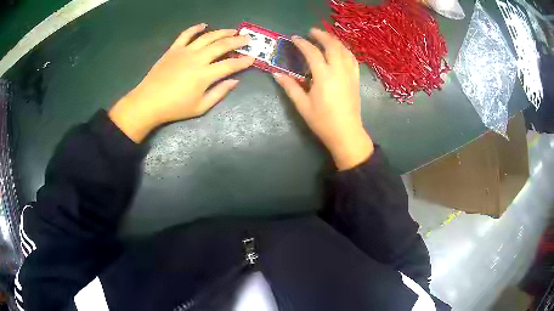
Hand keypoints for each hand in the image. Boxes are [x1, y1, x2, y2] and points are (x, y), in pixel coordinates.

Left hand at [109, 24, 253, 142]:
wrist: (148, 102)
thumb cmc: (175, 108)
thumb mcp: (200, 107)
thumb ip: (219, 93)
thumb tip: (235, 81)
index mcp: (205, 75)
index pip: (230, 65)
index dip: (244, 61)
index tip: (253, 58)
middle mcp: (198, 59)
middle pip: (222, 46)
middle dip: (238, 41)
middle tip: (247, 39)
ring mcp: (185, 51)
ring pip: (207, 37)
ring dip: (222, 32)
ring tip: (233, 31)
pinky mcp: (174, 49)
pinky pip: (186, 34)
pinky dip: (195, 28)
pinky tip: (204, 25)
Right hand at [273, 28, 373, 169]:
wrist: (346, 133)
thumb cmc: (323, 121)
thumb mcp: (302, 105)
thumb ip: (290, 87)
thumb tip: (276, 73)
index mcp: (324, 76)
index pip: (312, 53)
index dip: (302, 43)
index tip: (294, 38)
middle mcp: (339, 70)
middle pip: (332, 46)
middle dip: (321, 35)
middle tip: (311, 31)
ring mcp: (350, 74)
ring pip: (344, 50)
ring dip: (334, 40)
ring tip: (325, 38)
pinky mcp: (356, 79)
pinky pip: (352, 59)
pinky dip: (345, 51)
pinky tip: (340, 51)